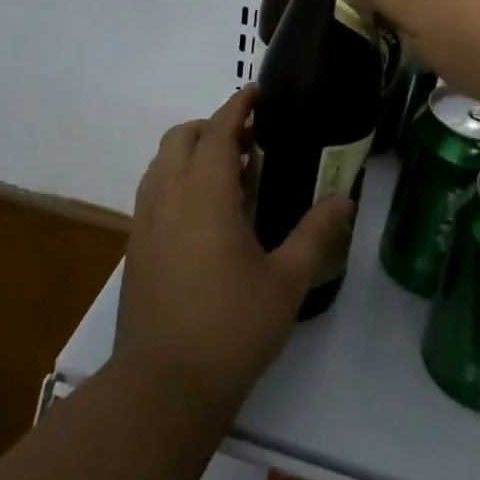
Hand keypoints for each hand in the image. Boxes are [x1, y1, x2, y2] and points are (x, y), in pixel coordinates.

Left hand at [114, 86, 354, 417]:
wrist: (163, 386)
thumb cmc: (231, 328)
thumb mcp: (286, 281)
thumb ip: (315, 233)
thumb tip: (343, 199)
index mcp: (204, 193)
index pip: (218, 129)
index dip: (237, 105)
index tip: (256, 93)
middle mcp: (168, 196)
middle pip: (181, 137)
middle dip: (212, 126)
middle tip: (249, 140)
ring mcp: (145, 221)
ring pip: (162, 162)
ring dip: (191, 151)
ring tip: (230, 173)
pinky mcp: (135, 246)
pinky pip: (153, 190)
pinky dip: (176, 178)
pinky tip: (205, 213)